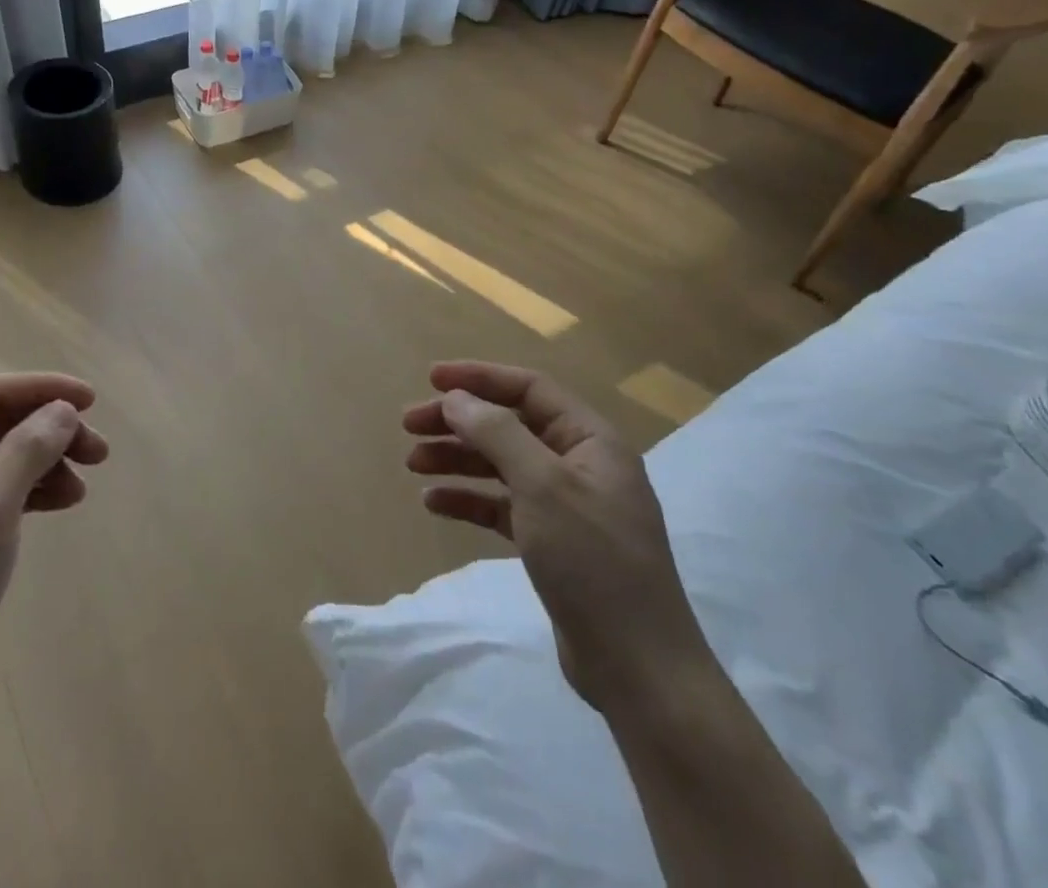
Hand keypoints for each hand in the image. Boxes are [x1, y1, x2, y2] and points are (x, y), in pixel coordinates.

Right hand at [404, 361, 710, 713]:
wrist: (639, 670)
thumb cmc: (593, 562)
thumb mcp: (542, 486)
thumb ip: (497, 434)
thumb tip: (456, 398)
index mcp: (591, 440)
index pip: (529, 389)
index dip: (479, 377)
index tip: (430, 379)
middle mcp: (580, 464)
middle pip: (509, 425)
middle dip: (459, 421)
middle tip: (409, 425)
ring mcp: (567, 505)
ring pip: (501, 465)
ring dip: (457, 459)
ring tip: (413, 464)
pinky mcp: (553, 542)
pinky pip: (502, 505)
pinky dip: (469, 499)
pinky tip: (434, 502)